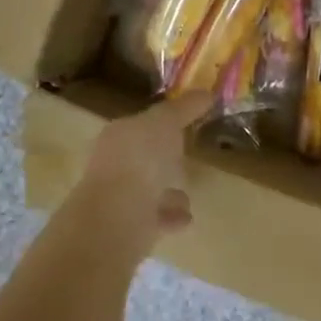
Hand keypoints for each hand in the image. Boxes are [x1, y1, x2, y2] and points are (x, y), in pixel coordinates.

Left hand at [76, 92, 211, 249]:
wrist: (117, 218)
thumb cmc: (140, 159)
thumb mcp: (166, 123)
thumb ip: (185, 107)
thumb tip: (207, 92)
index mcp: (119, 134)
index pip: (141, 122)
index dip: (163, 120)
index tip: (186, 120)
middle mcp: (114, 164)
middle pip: (142, 155)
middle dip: (163, 155)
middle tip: (187, 154)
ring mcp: (119, 198)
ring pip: (147, 189)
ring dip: (166, 189)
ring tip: (190, 190)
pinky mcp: (129, 228)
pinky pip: (155, 217)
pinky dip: (170, 215)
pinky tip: (188, 217)